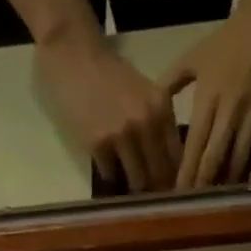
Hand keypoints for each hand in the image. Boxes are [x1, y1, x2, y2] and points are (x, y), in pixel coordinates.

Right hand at [36, 27, 181, 193]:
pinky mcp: (98, 144)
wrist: (73, 54)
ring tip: (131, 189)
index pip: (177, 156)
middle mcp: (147, 122)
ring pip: (138, 180)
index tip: (171, 189)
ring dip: (134, 187)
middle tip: (153, 196)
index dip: (176, 177)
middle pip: (160, 173)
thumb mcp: (145, 92)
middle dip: (157, 188)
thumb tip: (169, 164)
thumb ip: (159, 122)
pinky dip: (111, 175)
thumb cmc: (108, 74)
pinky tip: (108, 168)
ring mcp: (122, 134)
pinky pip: (110, 174)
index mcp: (162, 108)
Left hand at [165, 0, 250, 189]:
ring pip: (239, 158)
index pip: (193, 145)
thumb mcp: (192, 58)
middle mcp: (229, 111)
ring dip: (228, 181)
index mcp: (207, 99)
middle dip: (203, 183)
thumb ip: (170, 84)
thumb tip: (151, 107)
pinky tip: (250, 185)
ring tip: (218, 198)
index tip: (177, 192)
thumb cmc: (227, 40)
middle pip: (213, 157)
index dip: (185, 172)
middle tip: (195, 203)